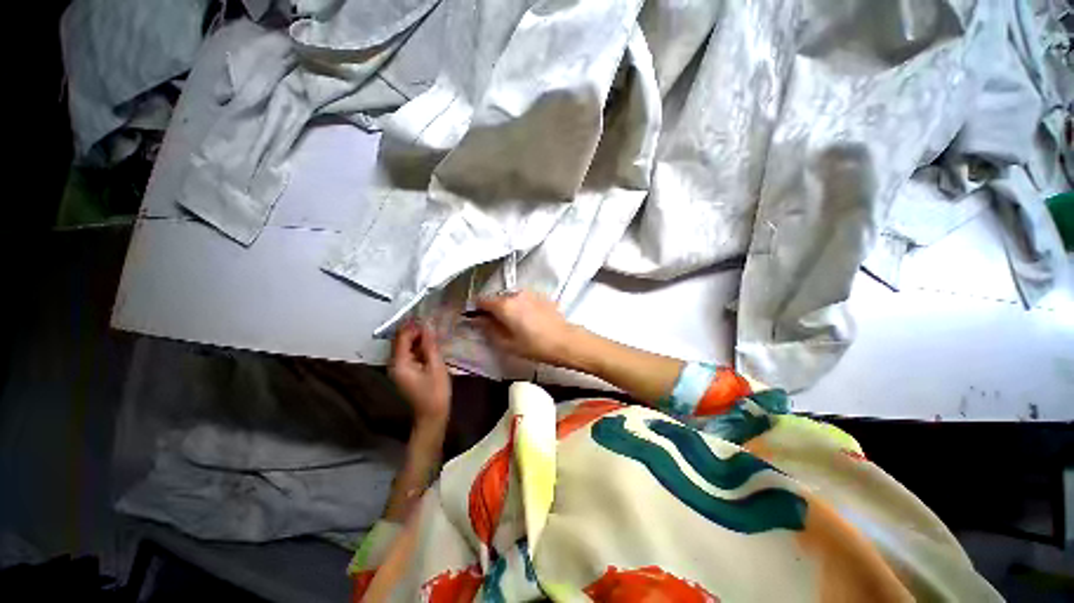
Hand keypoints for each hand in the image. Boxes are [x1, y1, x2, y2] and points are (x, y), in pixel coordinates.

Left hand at [389, 322, 450, 426]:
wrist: (432, 416)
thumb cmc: (436, 392)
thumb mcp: (436, 366)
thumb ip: (430, 345)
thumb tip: (428, 325)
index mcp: (400, 364)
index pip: (401, 338)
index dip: (412, 326)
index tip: (428, 319)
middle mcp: (394, 365)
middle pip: (400, 342)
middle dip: (415, 332)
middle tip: (432, 326)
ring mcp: (398, 370)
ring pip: (405, 348)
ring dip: (417, 340)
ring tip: (433, 335)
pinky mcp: (405, 373)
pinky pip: (409, 355)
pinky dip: (418, 348)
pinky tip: (430, 347)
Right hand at [475, 290, 579, 365]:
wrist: (565, 341)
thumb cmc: (535, 346)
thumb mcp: (507, 343)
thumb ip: (488, 329)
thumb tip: (477, 320)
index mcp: (504, 305)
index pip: (481, 300)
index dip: (477, 310)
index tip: (479, 320)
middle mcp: (515, 294)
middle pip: (497, 298)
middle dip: (494, 309)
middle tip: (498, 326)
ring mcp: (530, 293)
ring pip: (511, 298)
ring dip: (508, 307)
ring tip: (515, 324)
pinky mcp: (541, 296)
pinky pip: (524, 299)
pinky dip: (521, 306)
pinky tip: (529, 320)